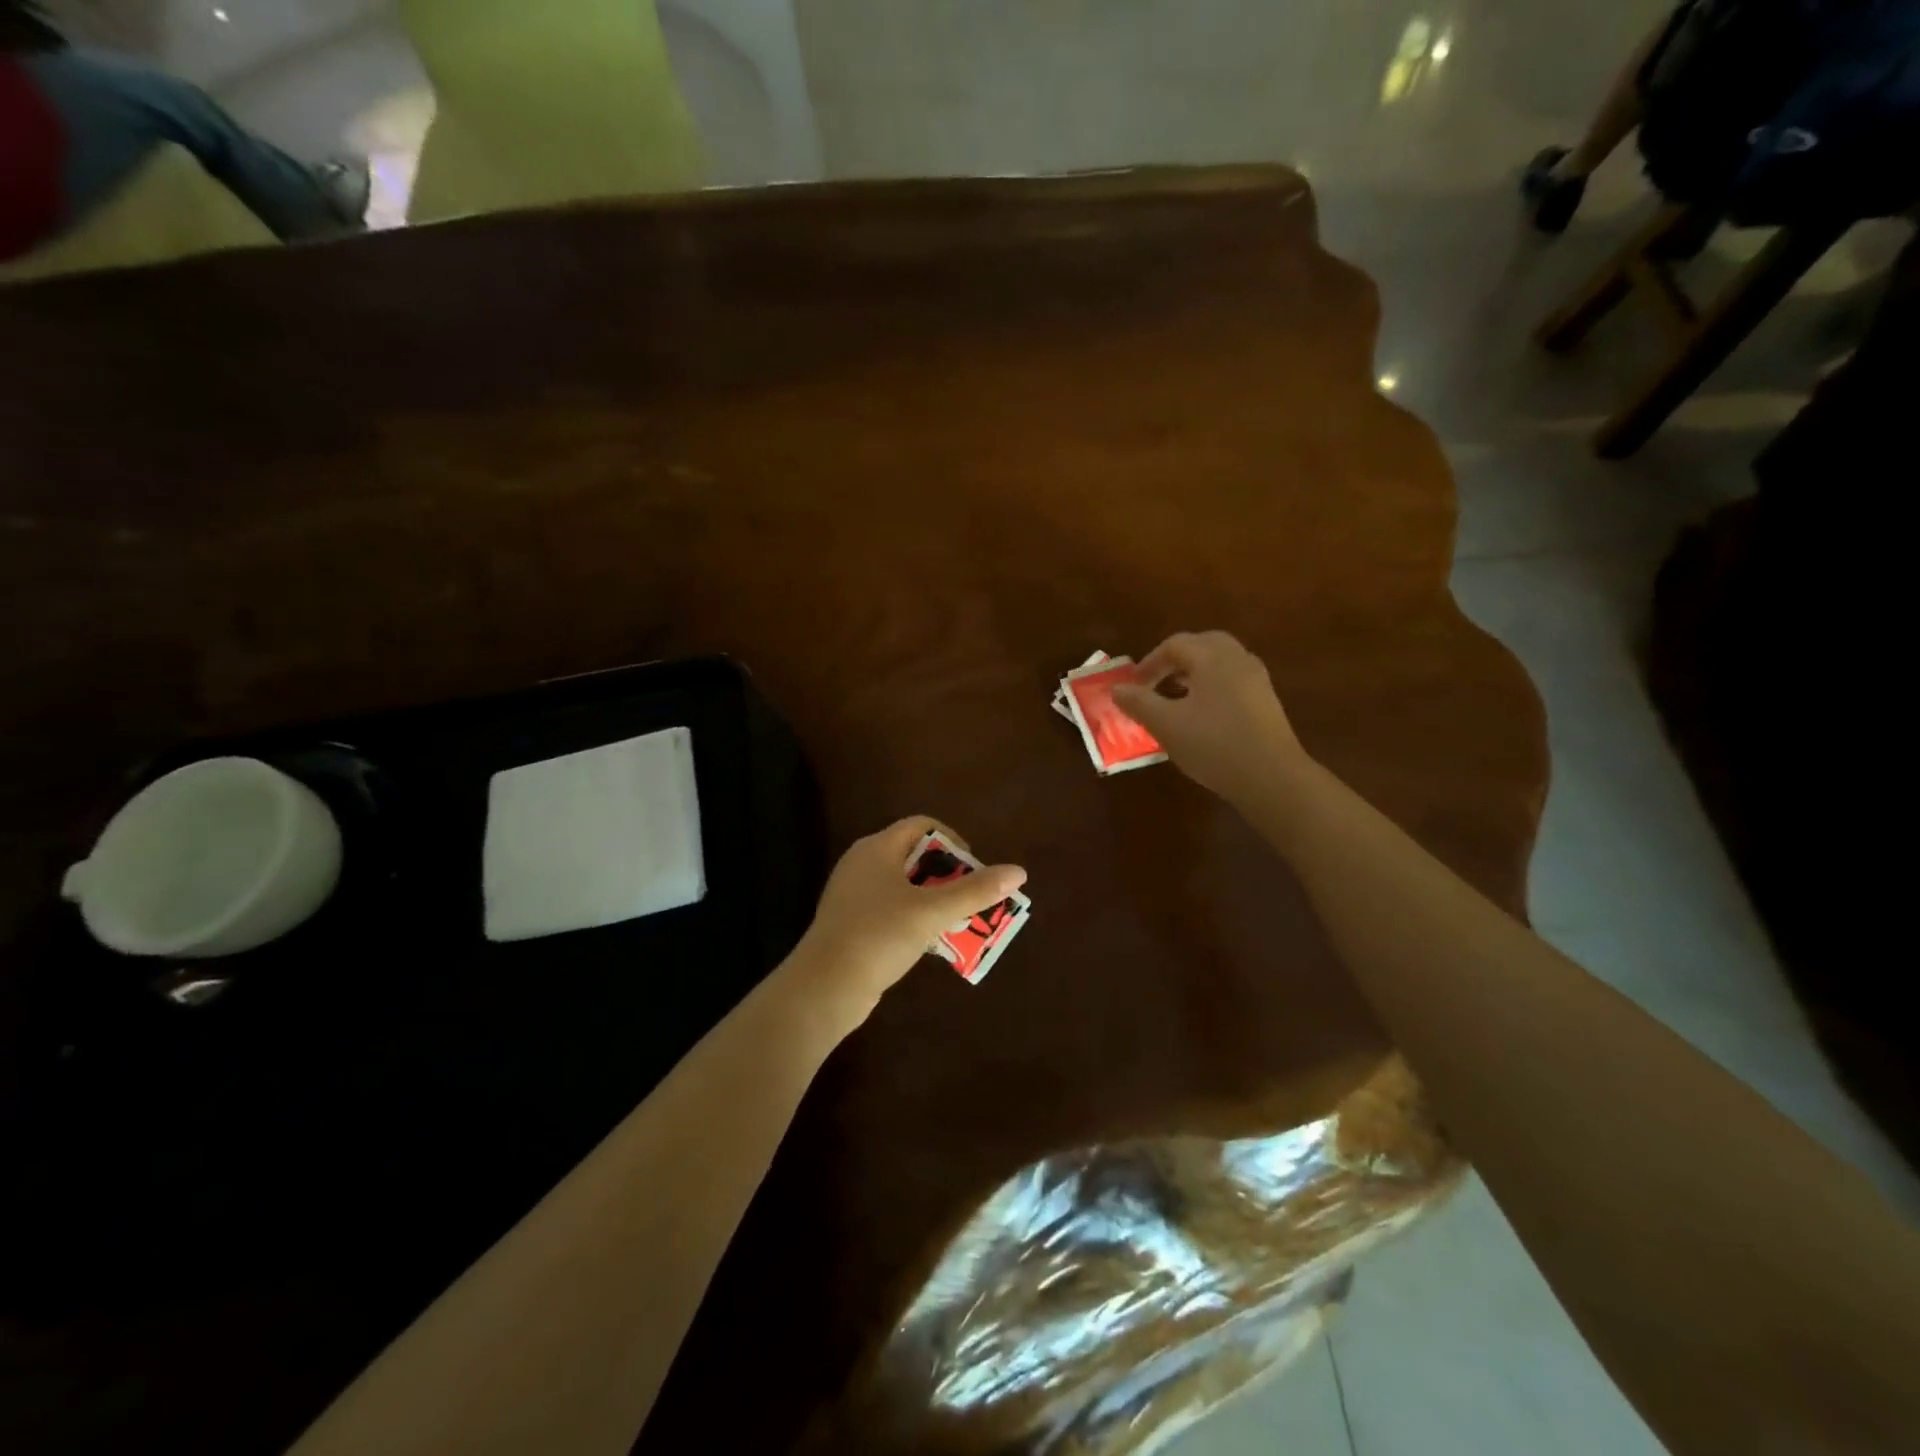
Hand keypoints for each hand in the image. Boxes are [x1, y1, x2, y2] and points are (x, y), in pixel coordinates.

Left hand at [788, 817, 1026, 1034]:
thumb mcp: (932, 912)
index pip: (922, 826)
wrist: (825, 987)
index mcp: (877, 848)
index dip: (953, 841)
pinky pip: (892, 910)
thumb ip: (976, 891)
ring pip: (904, 887)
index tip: (973, 869)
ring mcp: (854, 895)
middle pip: (915, 856)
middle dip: (948, 876)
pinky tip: (931, 942)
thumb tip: (1019, 871)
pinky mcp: (851, 923)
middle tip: (972, 898)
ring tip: (959, 922)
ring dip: (935, 901)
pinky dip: (914, 919)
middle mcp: (863, 864)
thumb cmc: (879, 936)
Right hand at [1111, 631, 1306, 799]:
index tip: (1133, 686)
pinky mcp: (1266, 702)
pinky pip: (1233, 680)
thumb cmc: (1213, 744)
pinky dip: (1212, 686)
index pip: (1174, 644)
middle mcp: (1237, 659)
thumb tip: (1117, 689)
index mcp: (1212, 657)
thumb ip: (1138, 703)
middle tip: (1156, 682)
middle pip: (1202, 645)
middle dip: (1175, 660)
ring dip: (1194, 673)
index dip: (1149, 662)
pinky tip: (1202, 715)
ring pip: (1220, 662)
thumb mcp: (1166, 724)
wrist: (1271, 777)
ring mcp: (1257, 680)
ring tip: (1175, 698)